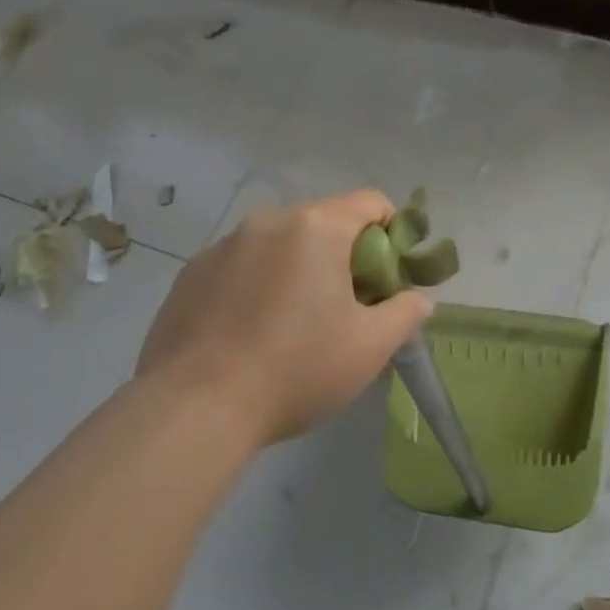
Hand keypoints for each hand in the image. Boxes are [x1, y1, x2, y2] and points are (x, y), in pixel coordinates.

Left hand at [136, 191, 434, 447]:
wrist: (195, 407)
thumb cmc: (296, 369)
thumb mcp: (370, 347)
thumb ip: (405, 313)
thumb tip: (418, 299)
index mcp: (317, 227)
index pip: (370, 202)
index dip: (392, 232)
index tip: (390, 277)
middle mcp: (269, 221)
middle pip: (324, 222)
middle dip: (345, 255)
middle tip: (347, 307)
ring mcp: (224, 244)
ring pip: (280, 243)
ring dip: (299, 268)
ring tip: (293, 324)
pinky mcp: (192, 272)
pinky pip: (241, 264)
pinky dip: (257, 284)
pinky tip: (250, 333)